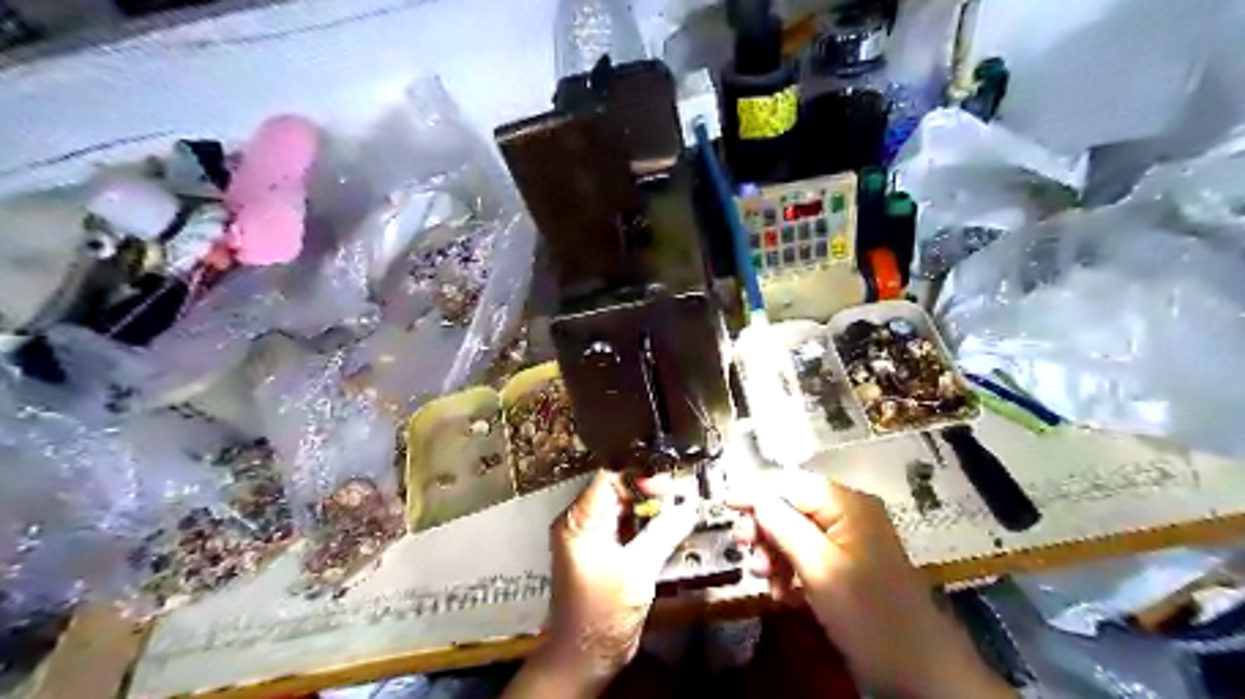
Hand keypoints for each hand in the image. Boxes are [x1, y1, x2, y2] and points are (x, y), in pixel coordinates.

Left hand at [504, 469, 699, 698]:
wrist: (585, 656)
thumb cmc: (602, 612)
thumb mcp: (636, 570)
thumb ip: (662, 533)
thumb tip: (688, 506)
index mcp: (580, 520)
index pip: (609, 477)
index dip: (640, 475)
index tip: (667, 484)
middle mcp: (583, 523)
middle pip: (619, 491)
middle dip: (651, 492)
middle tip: (680, 497)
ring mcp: (593, 539)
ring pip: (626, 510)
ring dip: (652, 510)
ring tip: (681, 508)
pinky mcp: (605, 554)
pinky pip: (628, 529)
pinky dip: (648, 527)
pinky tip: (670, 528)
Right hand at [730, 468, 1008, 697]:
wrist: (918, 671)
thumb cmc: (868, 612)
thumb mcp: (820, 567)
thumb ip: (784, 526)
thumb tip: (755, 499)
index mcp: (846, 504)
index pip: (790, 482)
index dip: (755, 490)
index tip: (724, 504)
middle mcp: (846, 514)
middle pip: (790, 507)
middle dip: (763, 527)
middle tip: (744, 549)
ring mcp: (846, 542)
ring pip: (794, 534)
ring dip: (772, 553)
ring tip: (763, 577)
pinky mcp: (845, 568)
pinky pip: (806, 557)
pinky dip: (788, 571)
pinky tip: (781, 592)